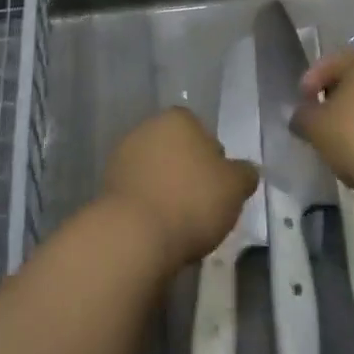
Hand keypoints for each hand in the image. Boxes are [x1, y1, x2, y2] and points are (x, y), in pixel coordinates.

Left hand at [101, 107, 258, 272]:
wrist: (134, 234)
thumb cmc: (192, 200)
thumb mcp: (235, 187)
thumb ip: (244, 174)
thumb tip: (246, 170)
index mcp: (178, 118)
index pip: (202, 131)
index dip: (213, 159)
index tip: (219, 187)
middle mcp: (147, 127)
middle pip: (177, 150)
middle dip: (187, 172)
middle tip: (202, 206)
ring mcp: (123, 155)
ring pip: (156, 171)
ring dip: (166, 189)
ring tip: (180, 223)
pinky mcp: (107, 185)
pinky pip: (138, 192)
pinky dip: (148, 205)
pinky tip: (158, 229)